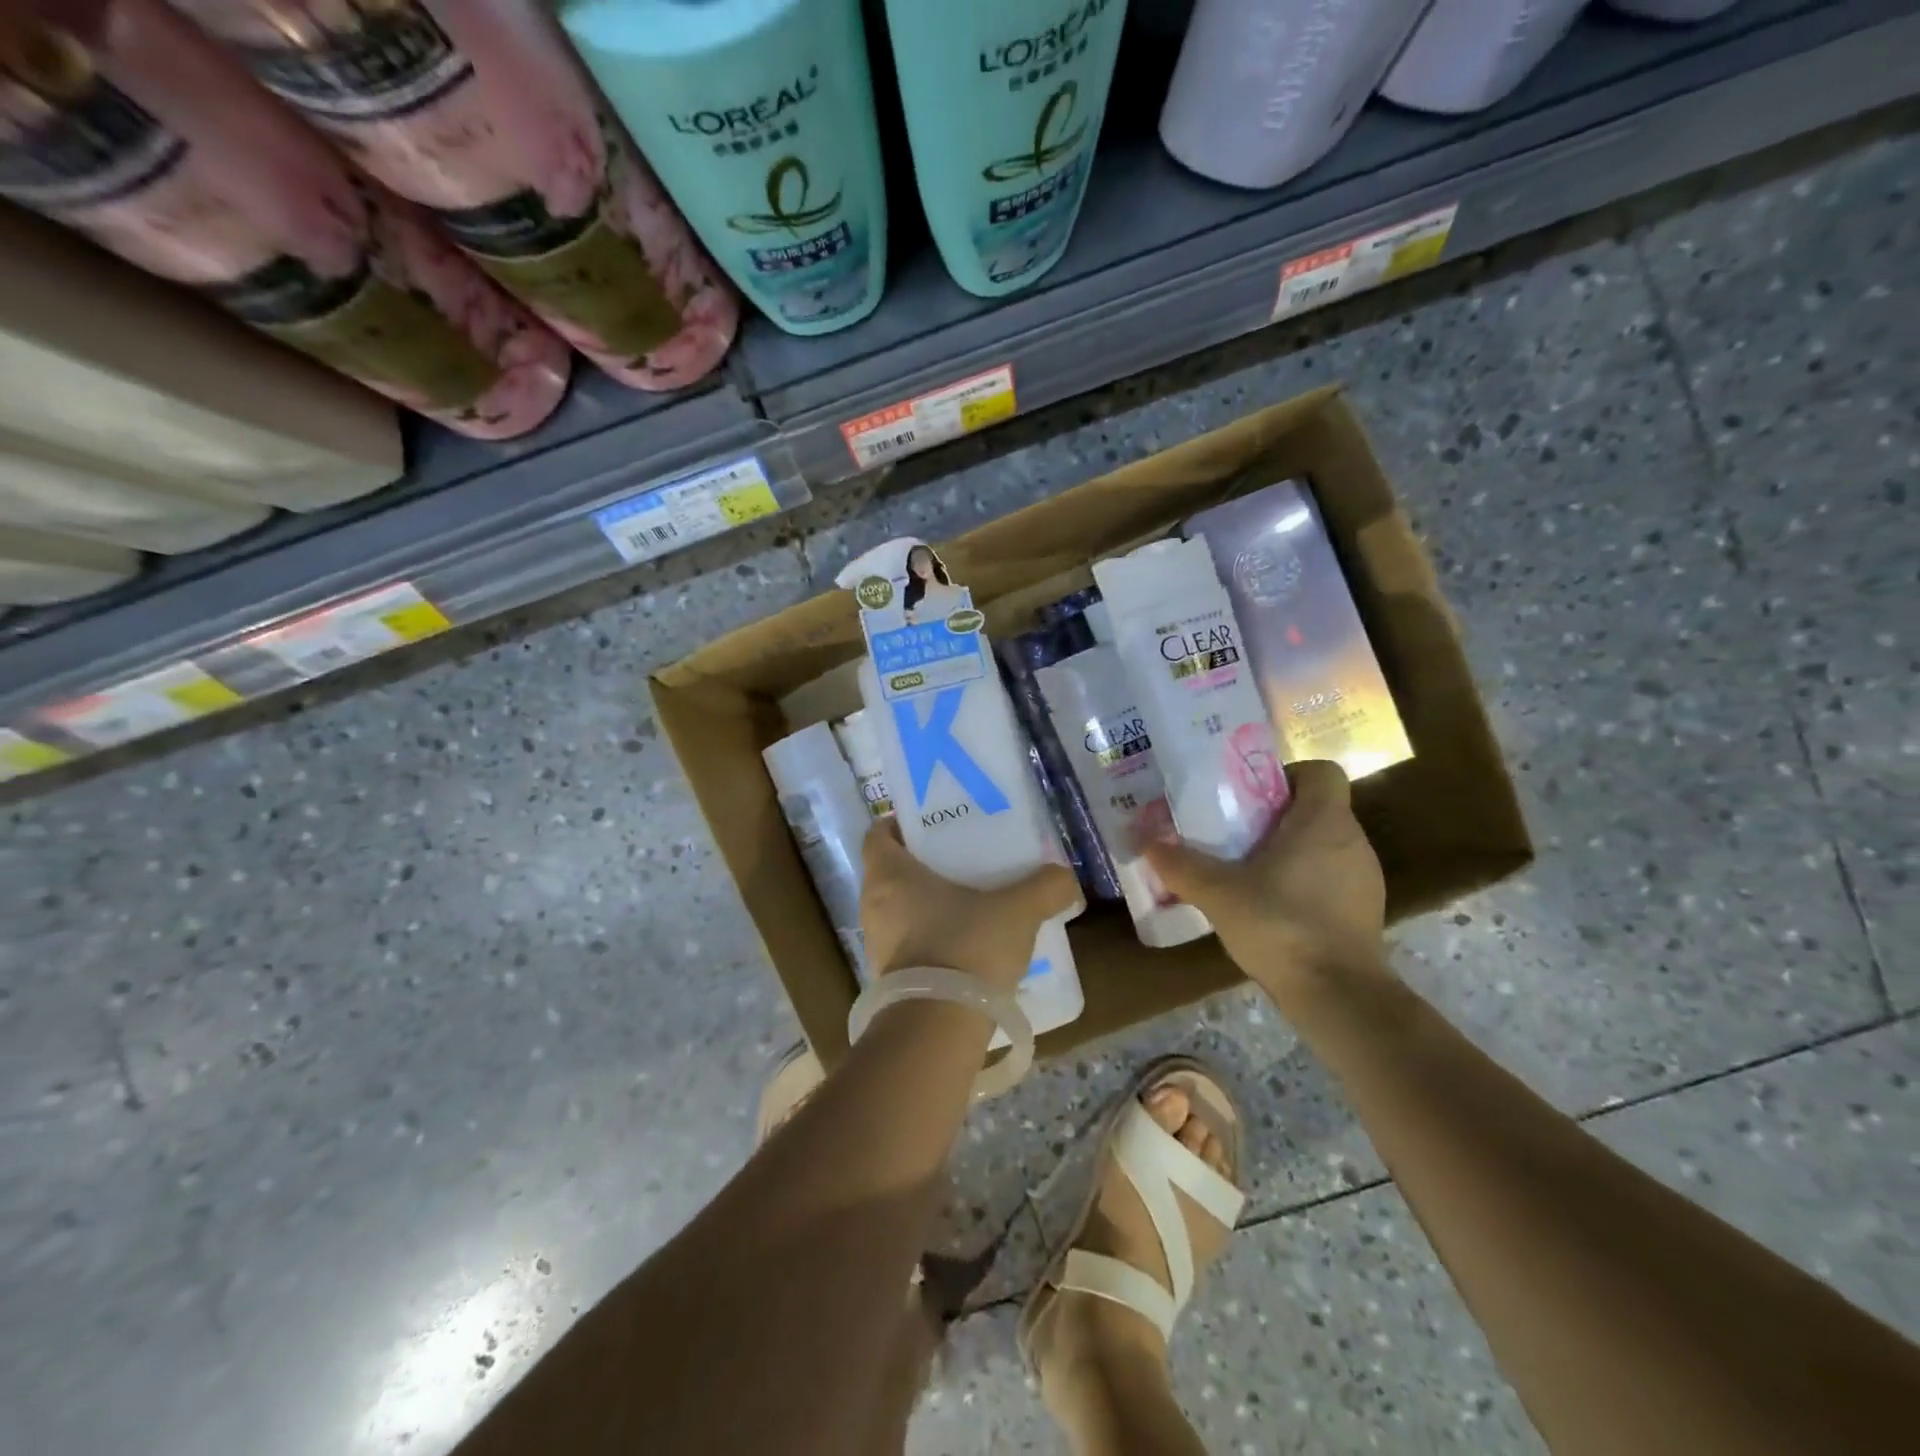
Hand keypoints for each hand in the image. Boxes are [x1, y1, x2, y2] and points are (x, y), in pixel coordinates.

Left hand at [860, 819, 1080, 993]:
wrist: (940, 1029)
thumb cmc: (967, 947)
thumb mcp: (1017, 910)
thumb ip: (1045, 887)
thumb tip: (1065, 876)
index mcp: (890, 875)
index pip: (878, 834)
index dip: (899, 824)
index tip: (931, 825)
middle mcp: (873, 905)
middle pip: (890, 872)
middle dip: (922, 864)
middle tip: (961, 860)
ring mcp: (877, 946)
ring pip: (898, 910)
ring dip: (926, 904)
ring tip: (969, 902)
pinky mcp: (888, 980)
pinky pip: (908, 944)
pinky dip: (930, 938)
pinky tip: (966, 945)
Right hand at [1143, 760, 1391, 1010]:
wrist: (1340, 998)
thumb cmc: (1282, 927)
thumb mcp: (1219, 893)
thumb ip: (1181, 864)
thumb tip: (1146, 841)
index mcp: (1324, 822)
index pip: (1321, 771)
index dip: (1287, 776)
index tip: (1250, 797)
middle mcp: (1352, 842)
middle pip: (1316, 808)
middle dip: (1275, 816)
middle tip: (1234, 834)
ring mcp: (1364, 879)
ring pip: (1322, 845)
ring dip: (1288, 850)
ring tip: (1246, 872)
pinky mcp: (1363, 911)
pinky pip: (1330, 878)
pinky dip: (1303, 882)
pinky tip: (1272, 908)